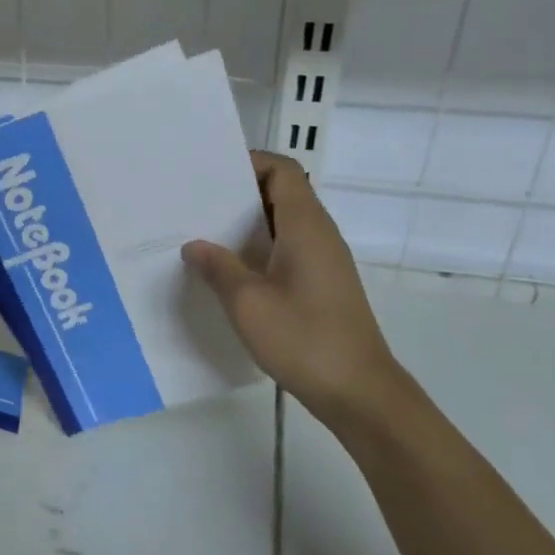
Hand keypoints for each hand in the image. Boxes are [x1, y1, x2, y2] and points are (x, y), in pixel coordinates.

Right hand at [182, 151, 406, 420]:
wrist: (359, 392)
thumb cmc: (304, 338)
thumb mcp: (247, 303)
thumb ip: (218, 267)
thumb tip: (194, 245)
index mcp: (305, 226)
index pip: (283, 170)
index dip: (250, 162)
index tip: (210, 174)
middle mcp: (319, 234)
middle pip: (282, 193)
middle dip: (239, 193)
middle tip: (196, 203)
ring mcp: (324, 260)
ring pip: (283, 223)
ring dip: (247, 224)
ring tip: (204, 233)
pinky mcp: (323, 284)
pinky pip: (288, 248)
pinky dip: (259, 248)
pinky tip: (230, 270)